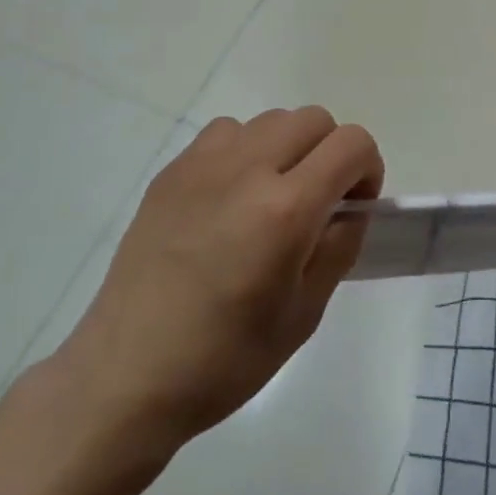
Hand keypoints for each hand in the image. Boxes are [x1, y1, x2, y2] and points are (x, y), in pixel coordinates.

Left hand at [53, 108, 381, 456]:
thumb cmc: (225, 358)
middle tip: (318, 202)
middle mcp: (247, 169)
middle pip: (313, 119)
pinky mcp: (172, 172)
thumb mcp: (305, 313)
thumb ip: (339, 246)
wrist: (128, 374)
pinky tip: (230, 198)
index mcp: (286, 208)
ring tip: (270, 198)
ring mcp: (203, 164)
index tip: (354, 206)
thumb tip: (350, 209)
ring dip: (287, 148)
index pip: (351, 144)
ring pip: (270, 120)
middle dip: (331, 153)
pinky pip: (226, 133)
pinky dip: (244, 151)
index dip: (368, 169)